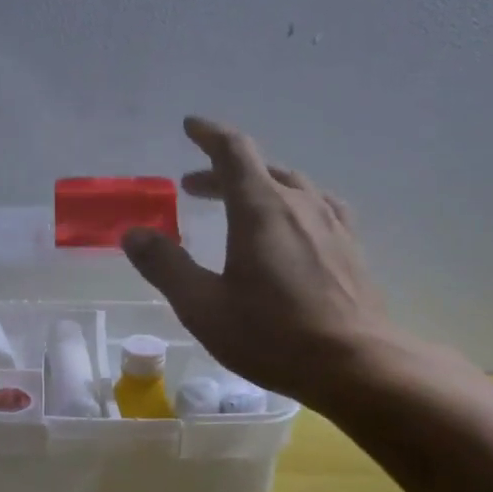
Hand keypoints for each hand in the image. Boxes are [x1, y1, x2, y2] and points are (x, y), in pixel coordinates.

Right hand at [121, 116, 412, 408]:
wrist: (358, 366)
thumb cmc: (273, 335)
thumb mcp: (203, 306)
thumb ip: (166, 266)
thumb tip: (134, 234)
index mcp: (261, 208)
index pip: (233, 151)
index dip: (209, 134)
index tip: (190, 126)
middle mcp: (299, 204)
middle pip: (259, 169)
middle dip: (222, 172)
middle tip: (192, 188)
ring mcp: (332, 224)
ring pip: (291, 186)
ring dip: (257, 187)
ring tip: (238, 206)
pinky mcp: (351, 248)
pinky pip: (317, 207)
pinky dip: (291, 205)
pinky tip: (292, 227)